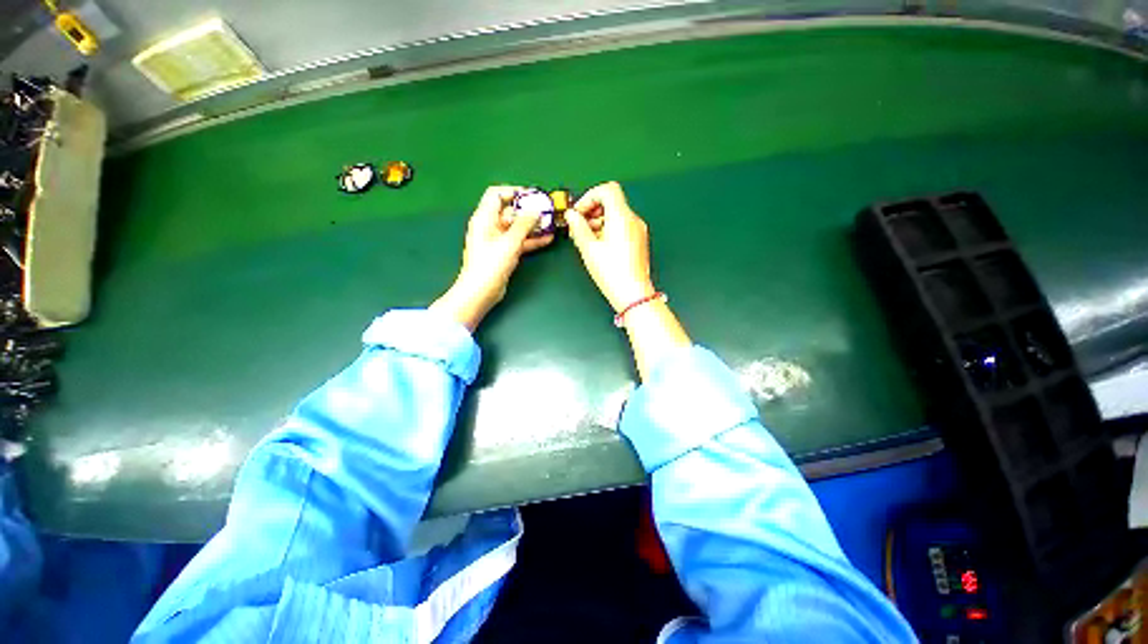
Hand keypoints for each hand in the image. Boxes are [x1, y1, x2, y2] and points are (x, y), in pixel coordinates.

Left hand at [431, 186, 553, 330]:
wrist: (479, 293)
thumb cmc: (488, 266)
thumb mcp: (510, 242)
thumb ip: (524, 224)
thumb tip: (535, 210)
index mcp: (484, 218)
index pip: (496, 194)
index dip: (514, 191)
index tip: (531, 196)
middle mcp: (488, 226)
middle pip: (509, 210)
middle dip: (528, 209)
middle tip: (546, 210)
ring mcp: (495, 239)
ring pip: (516, 226)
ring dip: (532, 224)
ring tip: (550, 223)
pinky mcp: (502, 252)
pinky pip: (518, 240)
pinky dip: (530, 238)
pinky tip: (546, 238)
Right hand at [564, 182, 655, 311]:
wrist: (633, 294)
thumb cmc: (613, 273)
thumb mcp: (588, 247)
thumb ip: (577, 226)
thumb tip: (571, 215)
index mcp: (621, 216)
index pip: (607, 190)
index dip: (589, 196)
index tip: (579, 211)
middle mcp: (632, 219)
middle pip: (610, 201)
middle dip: (591, 210)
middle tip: (578, 226)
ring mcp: (637, 229)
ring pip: (615, 213)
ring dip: (597, 220)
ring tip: (585, 238)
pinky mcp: (638, 239)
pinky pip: (621, 224)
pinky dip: (607, 228)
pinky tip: (597, 244)